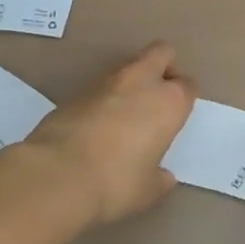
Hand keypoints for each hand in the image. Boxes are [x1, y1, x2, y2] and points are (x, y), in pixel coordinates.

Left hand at [25, 42, 195, 224]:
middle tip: (159, 96)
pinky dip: (104, 99)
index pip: (188, 86)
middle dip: (165, 67)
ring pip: (129, 67)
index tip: (177, 116)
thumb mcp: (147, 190)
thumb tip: (163, 176)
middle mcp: (141, 82)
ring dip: (132, 83)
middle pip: (162, 53)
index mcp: (169, 102)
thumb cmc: (115, 182)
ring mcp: (106, 82)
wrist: (56, 175)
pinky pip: (100, 87)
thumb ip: (159, 178)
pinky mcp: (75, 91)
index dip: (185, 98)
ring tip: (126, 116)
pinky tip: (97, 127)